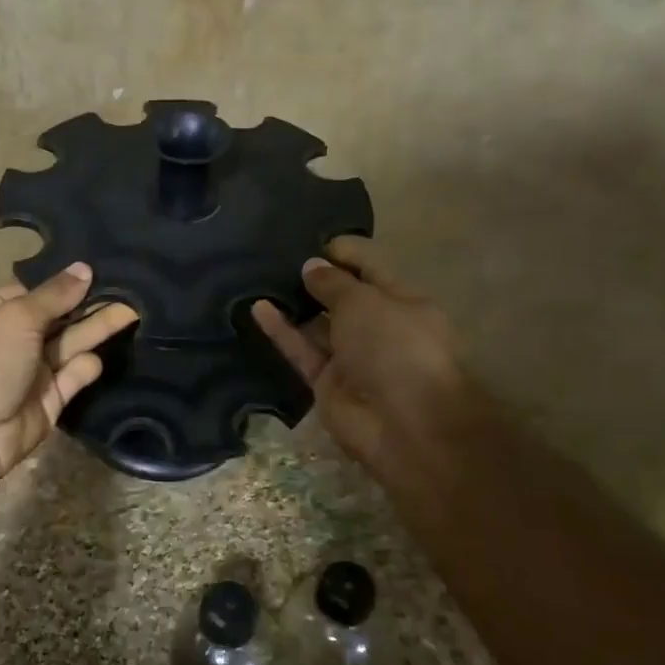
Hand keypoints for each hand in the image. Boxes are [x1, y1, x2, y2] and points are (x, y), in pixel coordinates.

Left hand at [0, 262, 139, 485]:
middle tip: (128, 287)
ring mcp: (33, 371)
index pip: (34, 291)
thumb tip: (84, 268)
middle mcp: (14, 340)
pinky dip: (86, 368)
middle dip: (88, 303)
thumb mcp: (17, 317)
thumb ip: (55, 295)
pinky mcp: (51, 399)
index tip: (100, 266)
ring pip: (71, 344)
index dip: (64, 281)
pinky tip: (96, 358)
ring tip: (133, 310)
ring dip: (97, 328)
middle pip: (58, 317)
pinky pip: (74, 376)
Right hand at [252, 237, 482, 497]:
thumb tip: (311, 267)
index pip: (369, 266)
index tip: (309, 239)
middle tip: (275, 257)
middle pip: (342, 296)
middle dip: (314, 277)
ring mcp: (351, 357)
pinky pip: (301, 351)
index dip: (342, 251)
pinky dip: (282, 332)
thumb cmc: (397, 348)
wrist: (407, 425)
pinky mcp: (326, 383)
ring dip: (294, 304)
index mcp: (401, 301)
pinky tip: (258, 308)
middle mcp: (377, 326)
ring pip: (317, 325)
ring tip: (260, 278)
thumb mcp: (365, 302)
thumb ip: (334, 283)